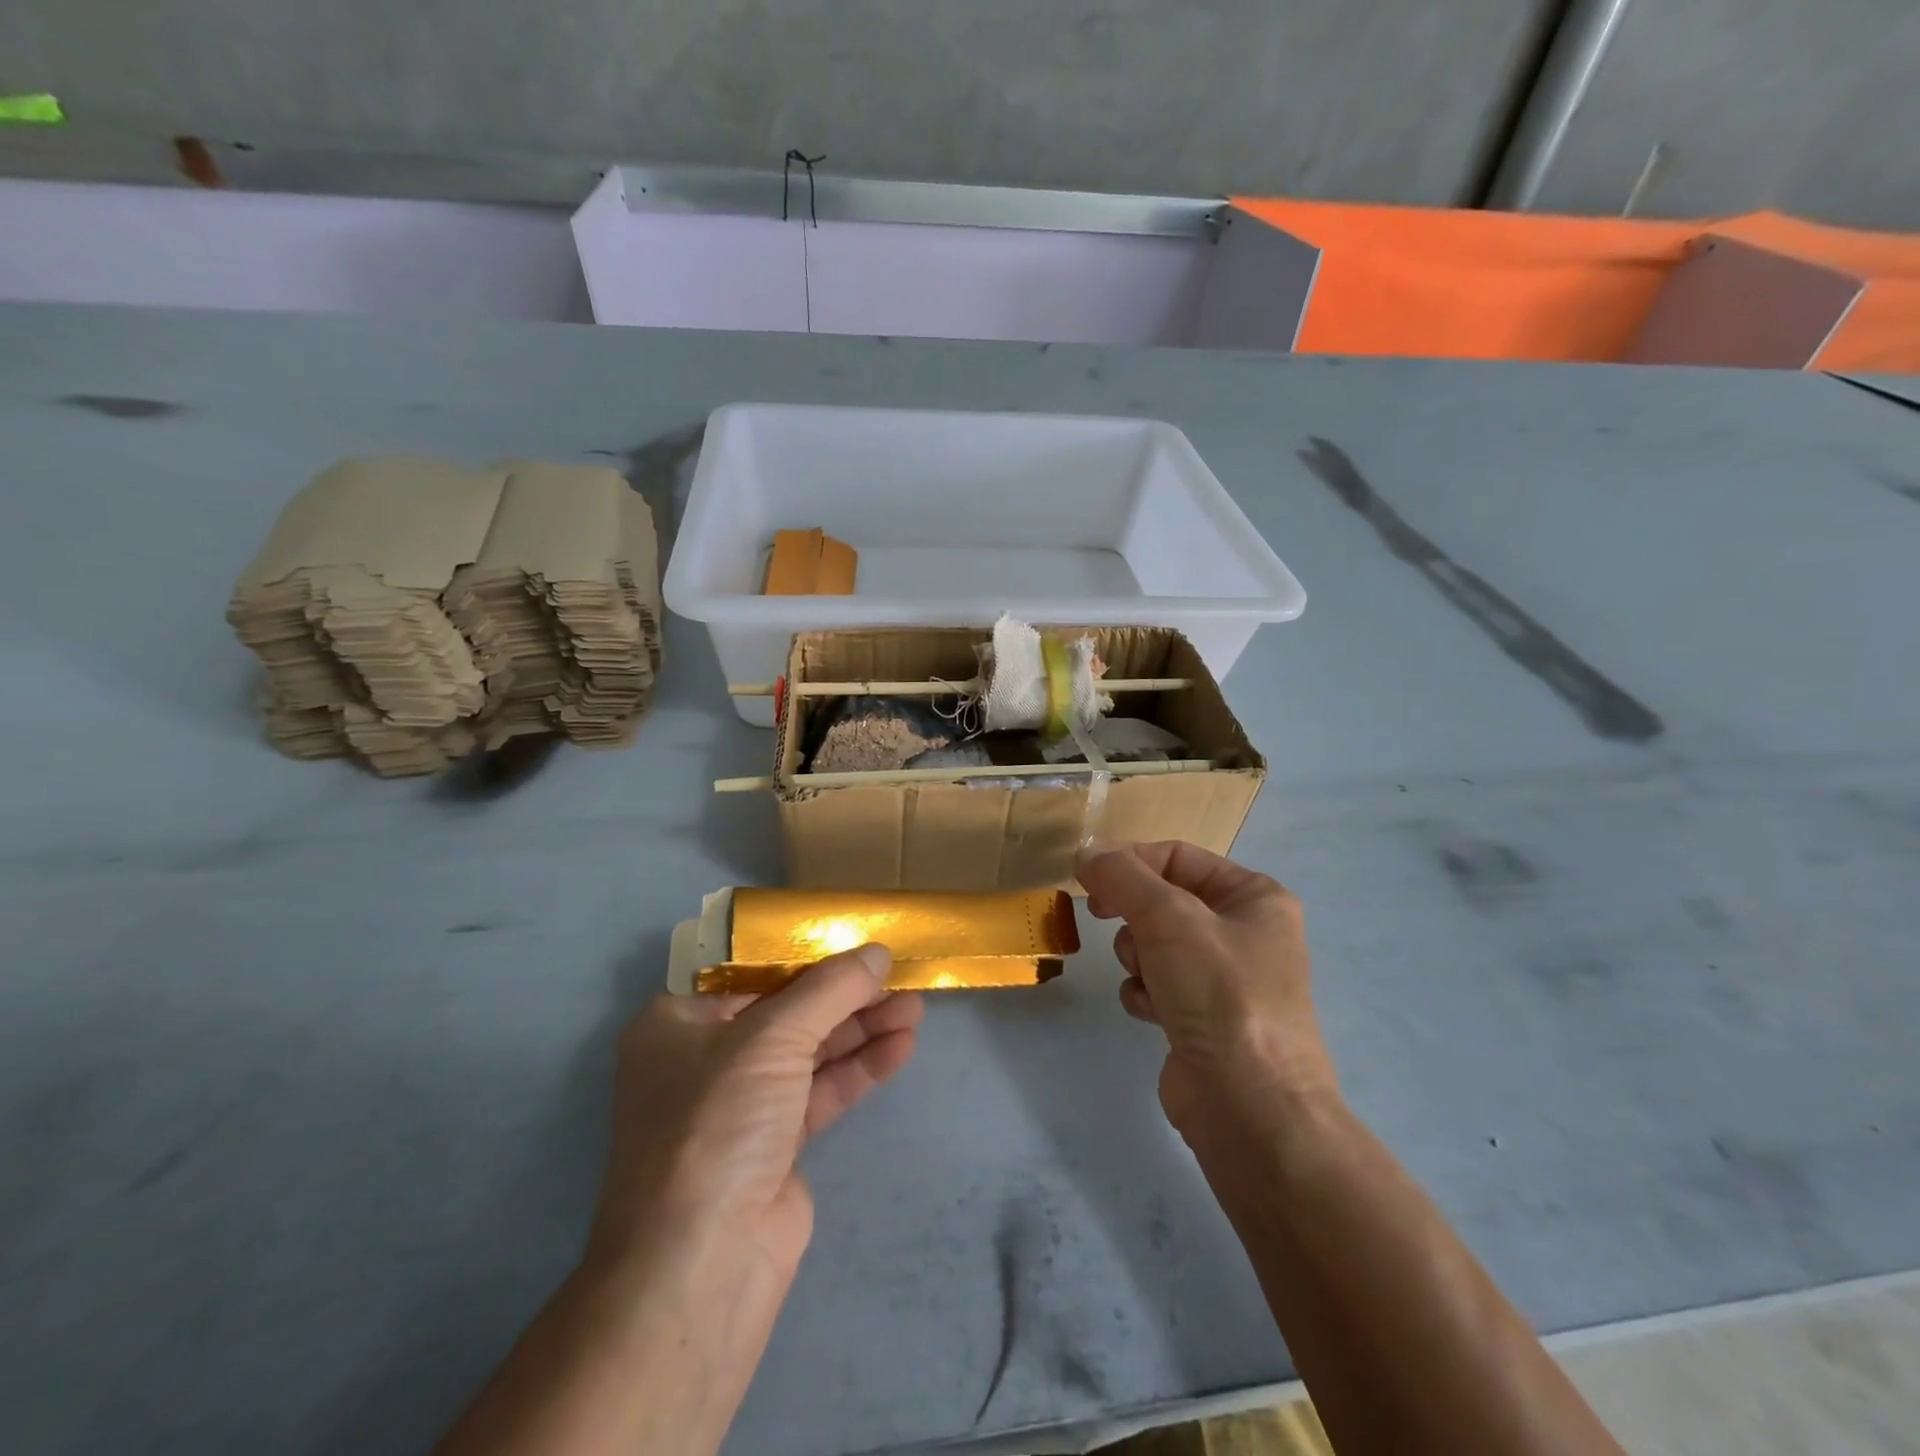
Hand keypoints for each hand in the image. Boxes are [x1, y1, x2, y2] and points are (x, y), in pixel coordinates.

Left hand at [587, 945, 922, 1404]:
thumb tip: (878, 952)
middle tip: (899, 976)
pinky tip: (901, 1048)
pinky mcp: (775, 1144)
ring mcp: (741, 1105)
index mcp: (677, 1023)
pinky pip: (822, 1090)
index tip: (855, 941)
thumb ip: (829, 989)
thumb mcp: (771, 1038)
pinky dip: (859, 1068)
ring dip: (861, 1029)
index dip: (805, 954)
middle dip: (845, 995)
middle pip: (787, 1010)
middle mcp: (704, 1059)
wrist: (701, 1267)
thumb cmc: (717, 1125)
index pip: (749, 972)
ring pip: (810, 1051)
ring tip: (915, 1007)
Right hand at [1077, 842, 1335, 1137]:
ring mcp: (1224, 978)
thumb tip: (1086, 853)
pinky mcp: (1203, 1017)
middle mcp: (1245, 931)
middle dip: (1133, 913)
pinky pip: (1156, 983)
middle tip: (1100, 915)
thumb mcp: (1168, 918)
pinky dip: (1145, 994)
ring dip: (1138, 956)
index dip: (1129, 861)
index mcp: (1254, 896)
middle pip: (1163, 898)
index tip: (1087, 878)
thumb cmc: (1220, 994)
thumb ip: (1122, 876)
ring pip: (1154, 941)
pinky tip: (1154, 1013)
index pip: (1178, 856)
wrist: (1251, 1107)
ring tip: (1150, 980)